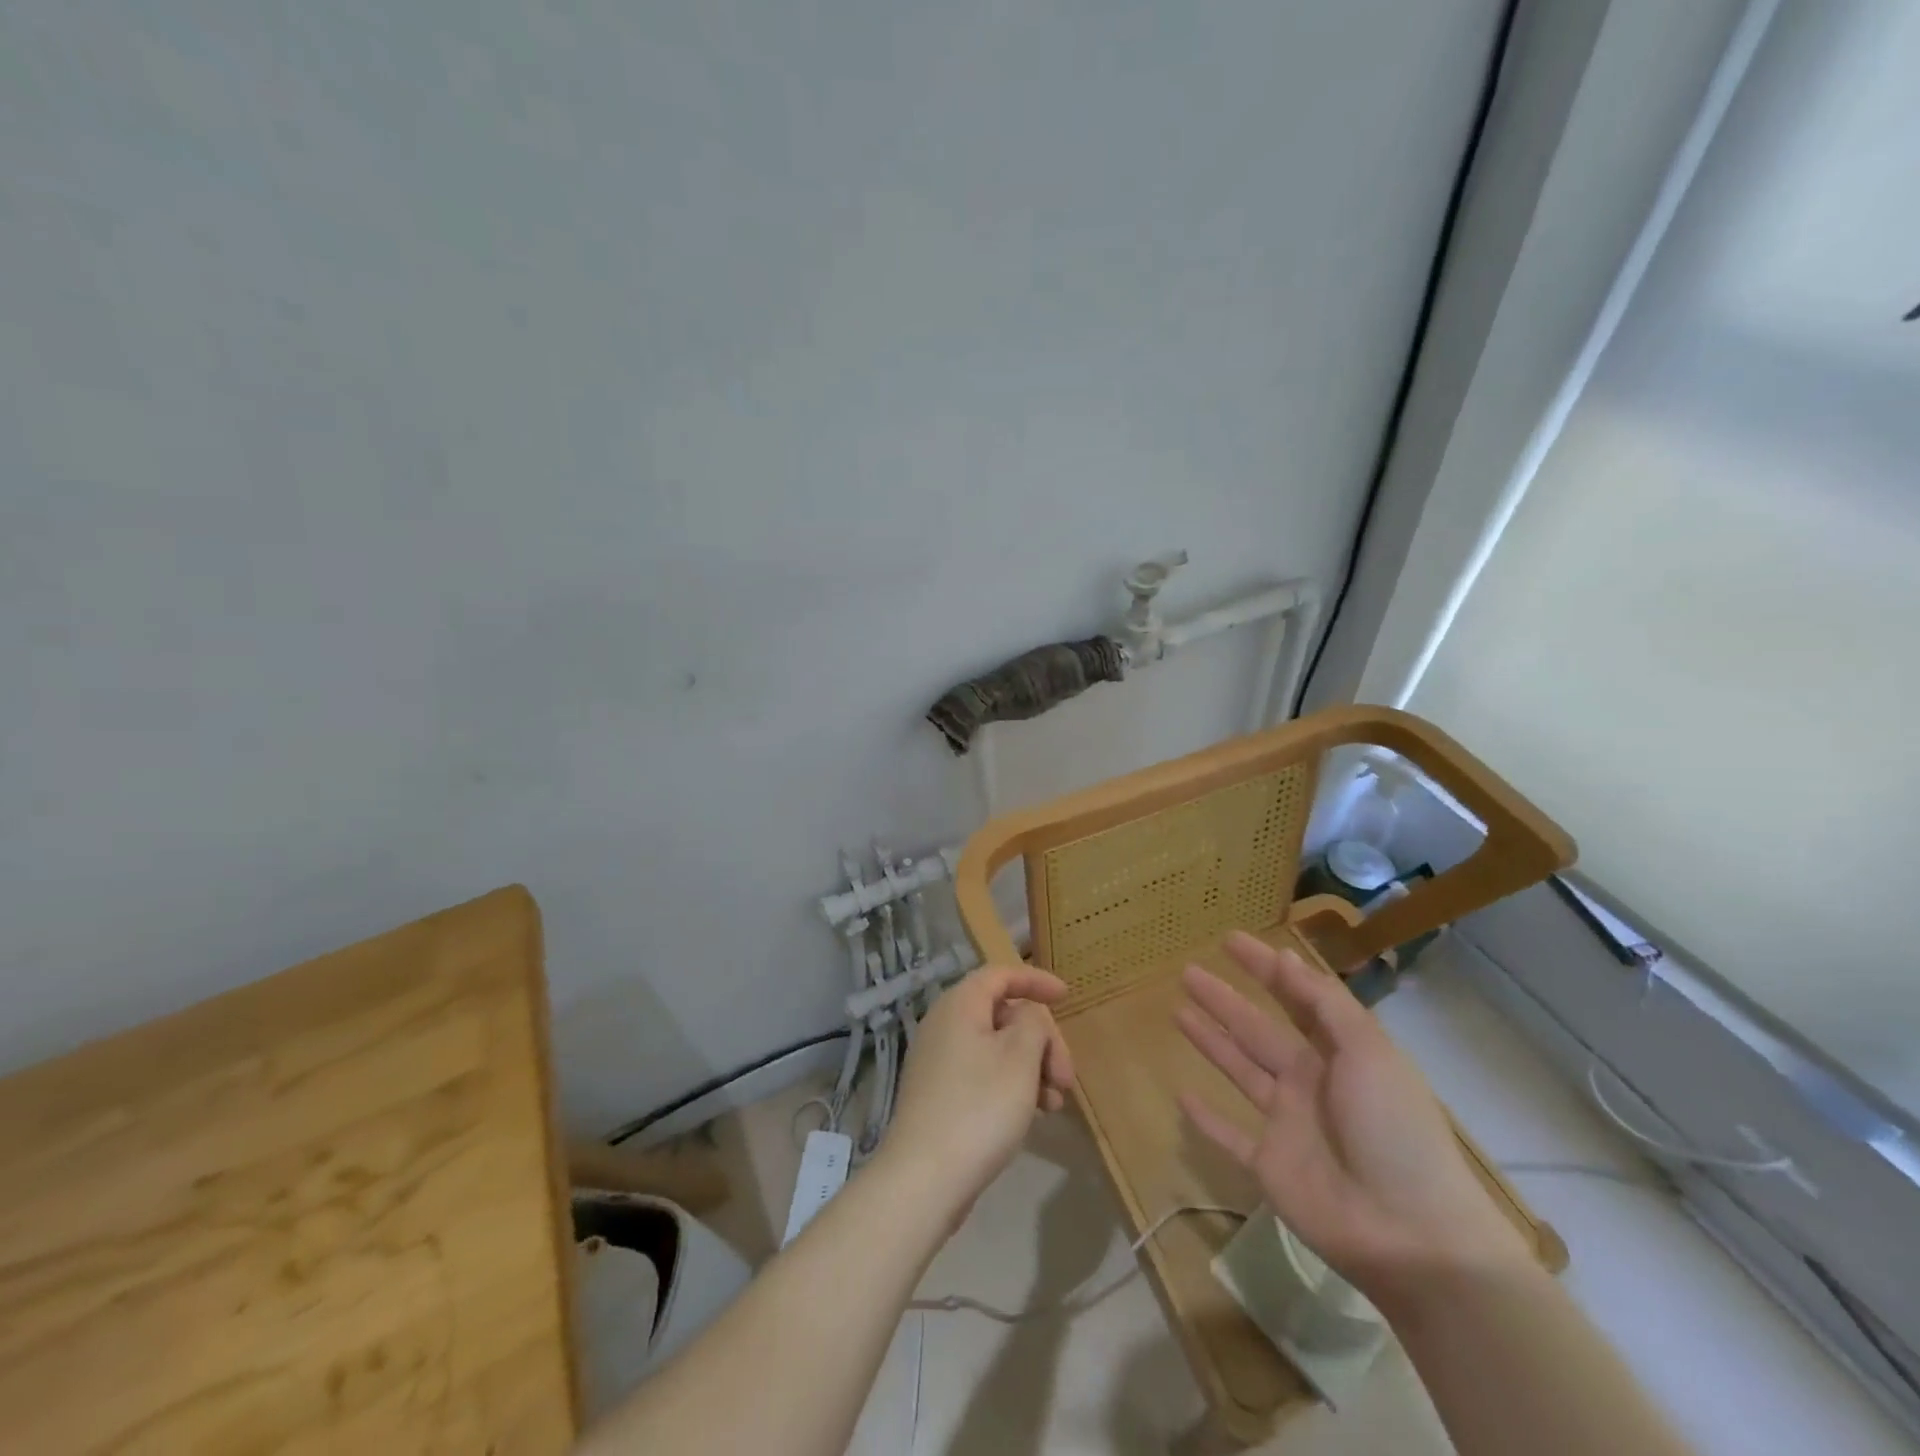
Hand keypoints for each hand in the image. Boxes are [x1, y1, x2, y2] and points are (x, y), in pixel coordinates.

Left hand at [880, 966, 1075, 1215]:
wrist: (924, 1179)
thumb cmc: (979, 1108)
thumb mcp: (1019, 1058)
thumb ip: (1033, 1023)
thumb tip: (1027, 1016)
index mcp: (960, 1005)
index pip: (1001, 975)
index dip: (1035, 981)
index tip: (1068, 997)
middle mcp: (944, 1024)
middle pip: (1003, 1013)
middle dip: (1041, 1039)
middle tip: (1066, 1076)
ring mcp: (938, 1061)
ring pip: (996, 1047)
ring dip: (1031, 1066)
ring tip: (1055, 1103)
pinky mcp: (939, 1094)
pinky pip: (983, 1072)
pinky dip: (1011, 1084)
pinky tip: (1032, 1114)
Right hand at [1176, 932, 1528, 1298]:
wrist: (1411, 1236)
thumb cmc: (1393, 1131)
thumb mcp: (1369, 1053)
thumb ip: (1325, 1005)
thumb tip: (1286, 959)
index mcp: (1339, 1054)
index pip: (1295, 998)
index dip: (1264, 967)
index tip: (1229, 940)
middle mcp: (1310, 1081)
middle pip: (1257, 1029)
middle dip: (1224, 999)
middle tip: (1188, 972)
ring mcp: (1288, 1124)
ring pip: (1239, 1070)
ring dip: (1211, 1041)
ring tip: (1177, 1011)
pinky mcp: (1268, 1166)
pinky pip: (1229, 1136)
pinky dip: (1206, 1118)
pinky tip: (1181, 1095)